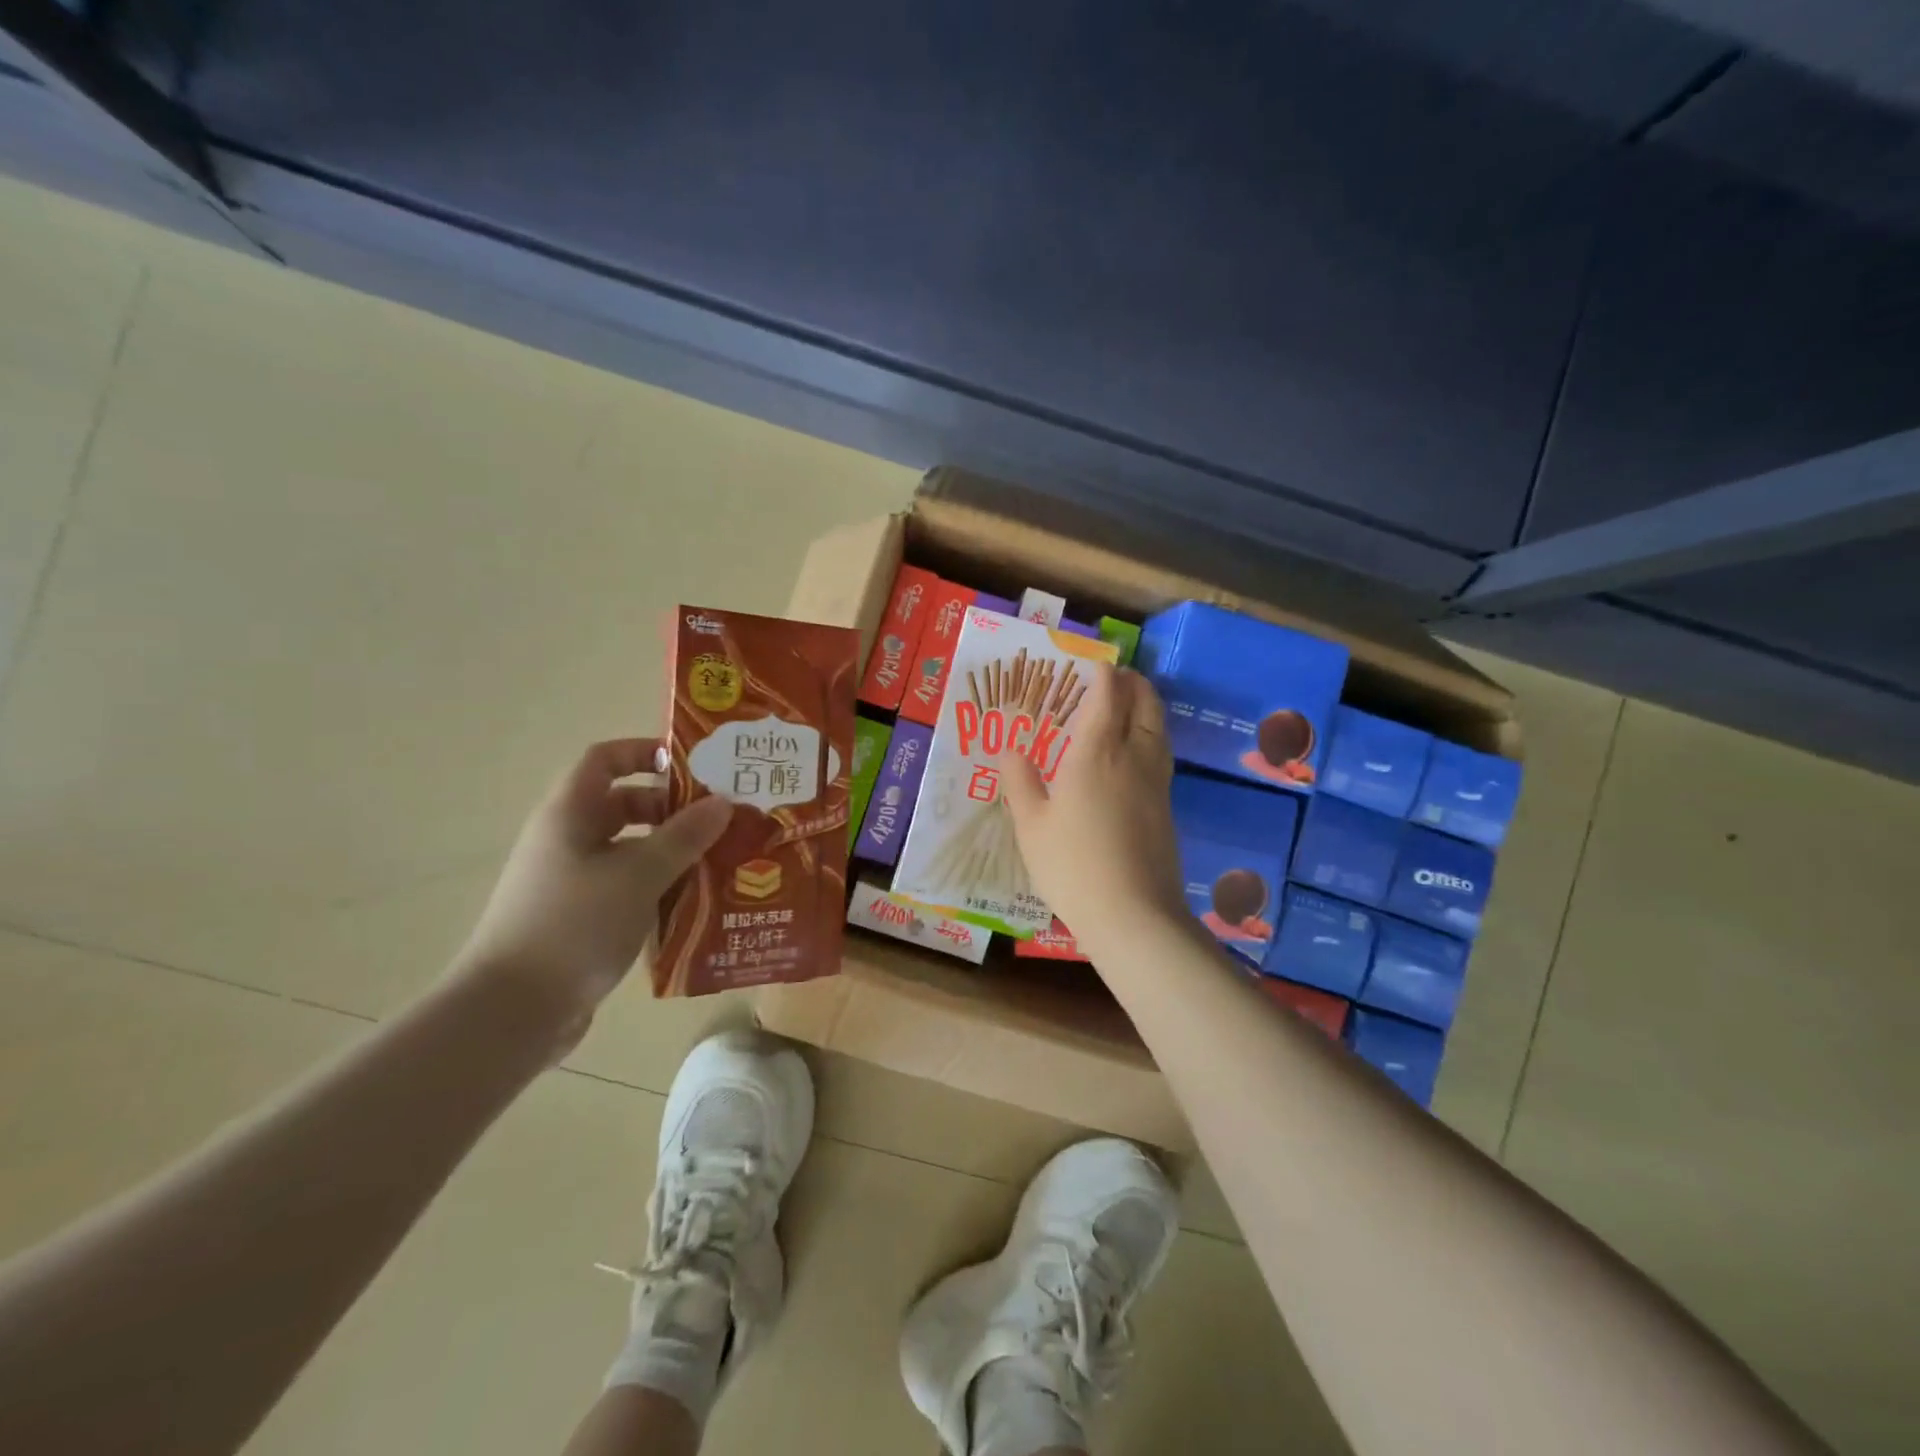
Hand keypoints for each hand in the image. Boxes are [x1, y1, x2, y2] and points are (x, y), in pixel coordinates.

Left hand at [455, 739, 729, 1041]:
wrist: (511, 1012)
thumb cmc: (574, 926)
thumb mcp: (638, 875)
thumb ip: (683, 836)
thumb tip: (722, 803)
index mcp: (570, 815)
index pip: (605, 759)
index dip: (645, 751)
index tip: (694, 766)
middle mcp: (567, 840)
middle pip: (622, 803)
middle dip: (671, 807)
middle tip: (720, 818)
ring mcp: (571, 881)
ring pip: (629, 848)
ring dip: (671, 850)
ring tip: (719, 860)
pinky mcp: (580, 917)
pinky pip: (626, 885)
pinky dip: (658, 885)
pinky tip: (694, 902)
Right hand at [1000, 666, 1187, 955]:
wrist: (1133, 915)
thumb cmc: (1072, 865)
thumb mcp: (1032, 826)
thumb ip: (1021, 783)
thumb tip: (1010, 750)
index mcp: (1096, 753)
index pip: (1107, 697)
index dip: (1104, 675)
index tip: (1095, 663)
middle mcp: (1133, 757)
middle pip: (1146, 705)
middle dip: (1134, 683)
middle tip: (1117, 677)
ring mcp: (1156, 783)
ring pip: (1160, 729)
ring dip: (1147, 708)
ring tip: (1129, 707)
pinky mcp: (1167, 807)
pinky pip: (1161, 754)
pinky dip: (1151, 737)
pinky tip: (1135, 755)